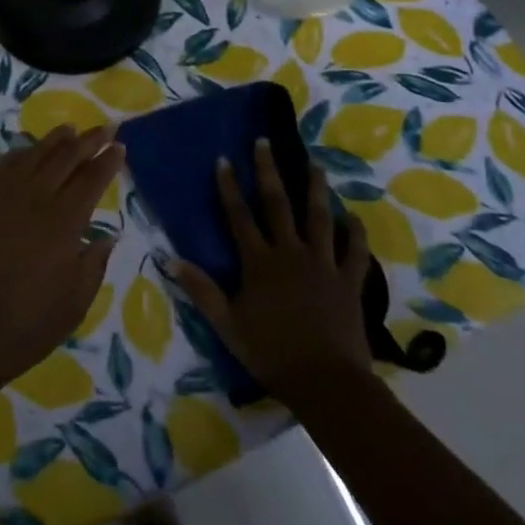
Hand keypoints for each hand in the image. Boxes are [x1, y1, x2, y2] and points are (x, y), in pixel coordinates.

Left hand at [0, 125, 123, 388]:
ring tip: (69, 128)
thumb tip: (108, 236)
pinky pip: (4, 168)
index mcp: (64, 221)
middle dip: (87, 140)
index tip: (120, 146)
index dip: (107, 161)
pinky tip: (26, 152)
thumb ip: (94, 264)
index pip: (91, 179)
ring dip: (54, 140)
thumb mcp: (75, 303)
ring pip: (33, 155)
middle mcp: (35, 199)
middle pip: (64, 158)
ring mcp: (4, 199)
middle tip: (104, 127)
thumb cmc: (28, 324)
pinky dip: (19, 154)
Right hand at [173, 140, 374, 402]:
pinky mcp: (349, 281)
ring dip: (315, 189)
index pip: (239, 216)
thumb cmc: (272, 353)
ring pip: (318, 218)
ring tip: (314, 164)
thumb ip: (202, 290)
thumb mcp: (228, 325)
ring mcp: (323, 264)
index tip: (224, 159)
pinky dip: (355, 233)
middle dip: (269, 171)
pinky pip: (355, 252)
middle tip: (265, 142)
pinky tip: (353, 217)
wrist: (326, 382)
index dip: (229, 187)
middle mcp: (290, 253)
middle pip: (278, 205)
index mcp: (259, 262)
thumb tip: (170, 260)